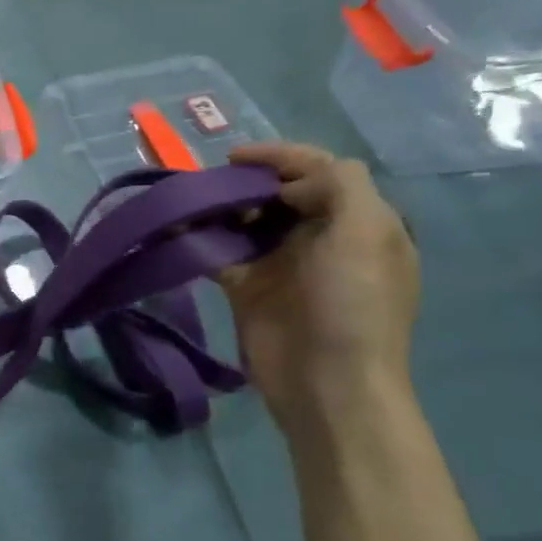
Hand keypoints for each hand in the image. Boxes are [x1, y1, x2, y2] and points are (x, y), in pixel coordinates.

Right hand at [219, 143, 418, 429]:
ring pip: (246, 219)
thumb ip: (339, 185)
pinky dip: (197, 240)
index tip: (236, 159)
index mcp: (358, 221)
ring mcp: (282, 264)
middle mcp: (321, 237)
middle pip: (278, 192)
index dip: (281, 156)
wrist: (327, 384)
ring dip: (219, 208)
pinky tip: (175, 232)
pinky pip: (219, 252)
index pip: (320, 170)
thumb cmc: (352, 304)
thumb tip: (288, 184)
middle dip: (245, 182)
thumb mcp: (366, 232)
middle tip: (212, 186)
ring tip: (191, 206)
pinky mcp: (248, 288)